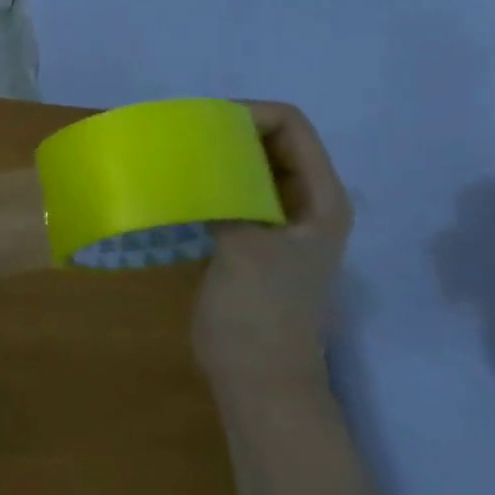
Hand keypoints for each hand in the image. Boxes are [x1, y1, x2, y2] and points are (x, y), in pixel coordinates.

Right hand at [194, 102, 352, 390]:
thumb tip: (193, 154)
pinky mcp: (249, 241)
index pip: (291, 126)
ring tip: (173, 156)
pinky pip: (229, 195)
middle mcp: (303, 202)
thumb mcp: (244, 246)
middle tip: (179, 136)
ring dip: (214, 158)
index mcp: (320, 198)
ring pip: (247, 168)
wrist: (259, 381)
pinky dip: (206, 184)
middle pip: (270, 142)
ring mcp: (276, 223)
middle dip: (228, 132)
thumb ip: (224, 193)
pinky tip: (175, 188)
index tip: (201, 124)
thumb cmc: (261, 314)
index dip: (249, 114)